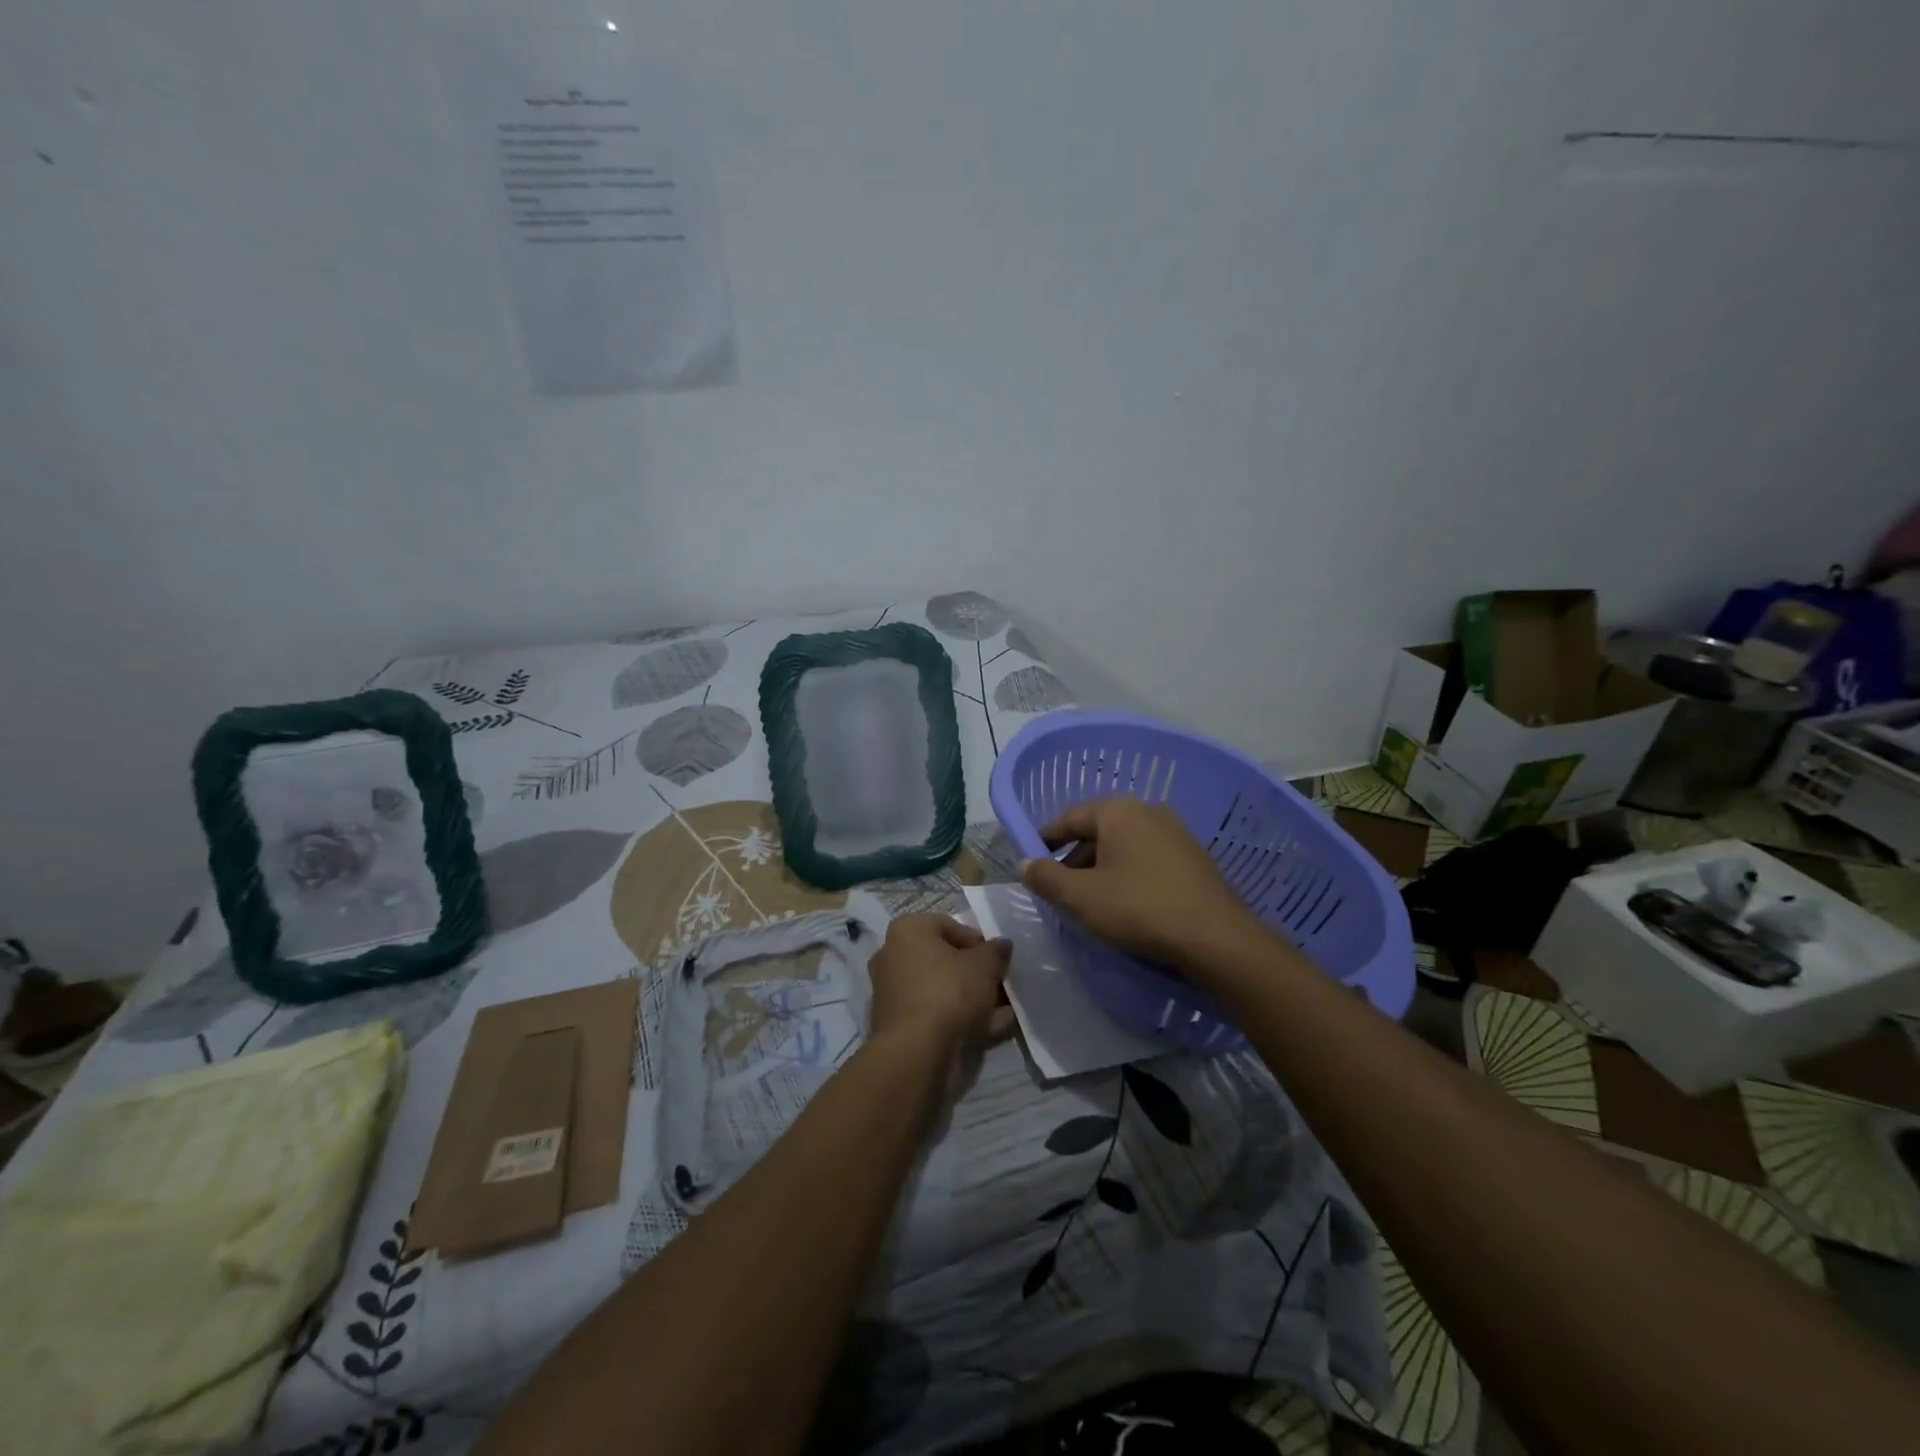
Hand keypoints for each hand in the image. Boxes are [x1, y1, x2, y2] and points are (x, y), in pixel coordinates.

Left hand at [867, 915, 1013, 1058]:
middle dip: (974, 972)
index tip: (996, 960)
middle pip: (943, 959)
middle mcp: (892, 955)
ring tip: (1001, 1011)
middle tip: (999, 985)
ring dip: (970, 997)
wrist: (916, 1051)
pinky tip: (988, 1029)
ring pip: (939, 988)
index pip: (949, 926)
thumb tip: (1001, 945)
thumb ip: (996, 951)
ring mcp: (891, 991)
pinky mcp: (895, 1022)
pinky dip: (957, 1017)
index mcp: (907, 930)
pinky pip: (933, 1012)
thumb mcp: (985, 965)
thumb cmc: (949, 991)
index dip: (978, 942)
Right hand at [1020, 796, 1263, 970]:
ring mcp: (1175, 833)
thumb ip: (1046, 877)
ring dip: (1101, 868)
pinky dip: (1127, 874)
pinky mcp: (1193, 858)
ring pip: (1123, 846)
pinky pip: (1147, 858)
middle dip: (1074, 857)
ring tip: (1089, 900)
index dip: (1045, 838)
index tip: (1030, 860)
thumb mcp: (1080, 897)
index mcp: (1118, 811)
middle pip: (1098, 831)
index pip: (1069, 817)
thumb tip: (1025, 863)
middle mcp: (1147, 811)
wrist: (1215, 937)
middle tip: (1058, 888)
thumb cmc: (1138, 908)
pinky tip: (1124, 903)